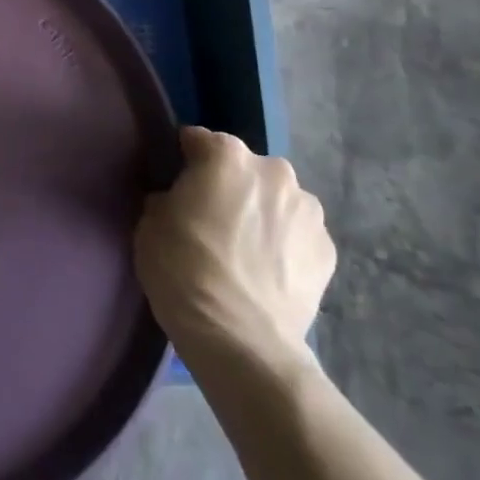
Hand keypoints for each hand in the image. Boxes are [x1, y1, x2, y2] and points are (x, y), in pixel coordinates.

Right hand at [135, 127, 335, 382]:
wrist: (241, 339)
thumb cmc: (183, 269)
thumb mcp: (150, 222)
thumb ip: (168, 196)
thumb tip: (179, 199)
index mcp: (226, 155)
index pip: (196, 140)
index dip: (182, 161)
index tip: (174, 186)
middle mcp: (273, 170)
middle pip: (242, 167)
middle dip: (228, 185)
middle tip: (210, 220)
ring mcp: (308, 210)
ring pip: (275, 199)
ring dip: (261, 212)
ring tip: (243, 250)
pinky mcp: (329, 249)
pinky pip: (297, 233)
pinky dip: (283, 243)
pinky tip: (266, 270)